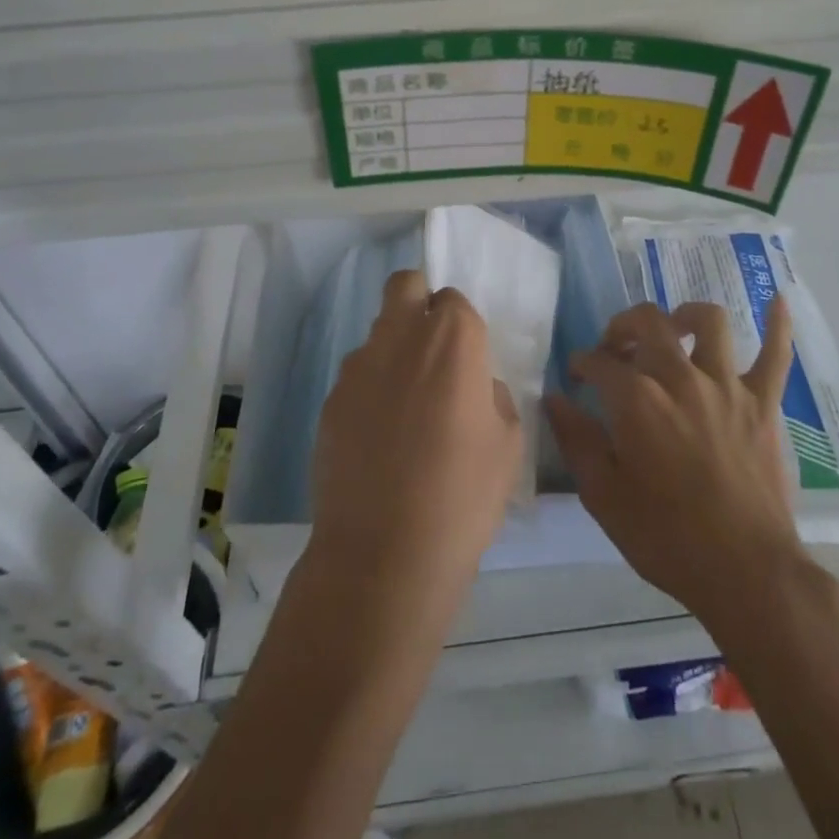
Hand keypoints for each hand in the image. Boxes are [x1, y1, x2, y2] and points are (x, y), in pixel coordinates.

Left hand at [308, 271, 521, 615]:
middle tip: (432, 351)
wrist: (384, 553)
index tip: (467, 361)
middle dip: (419, 302)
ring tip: (404, 408)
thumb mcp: (508, 444)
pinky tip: (377, 438)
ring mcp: (358, 366)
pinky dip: (370, 390)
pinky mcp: (330, 400)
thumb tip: (475, 387)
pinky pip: (356, 376)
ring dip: (394, 350)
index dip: (461, 326)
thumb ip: (493, 397)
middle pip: (405, 286)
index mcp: (453, 339)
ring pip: (379, 332)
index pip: (454, 300)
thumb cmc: (462, 495)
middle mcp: (401, 336)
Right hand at [546, 298, 802, 625]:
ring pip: (709, 323)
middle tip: (616, 347)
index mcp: (637, 400)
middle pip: (649, 322)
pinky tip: (776, 302)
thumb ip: (576, 440)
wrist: (746, 573)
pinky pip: (776, 354)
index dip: (582, 363)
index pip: (600, 361)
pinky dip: (777, 326)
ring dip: (685, 316)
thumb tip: (554, 399)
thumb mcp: (603, 497)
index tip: (577, 375)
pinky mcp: (764, 404)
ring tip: (674, 329)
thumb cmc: (666, 538)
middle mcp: (681, 378)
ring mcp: (728, 386)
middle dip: (623, 326)